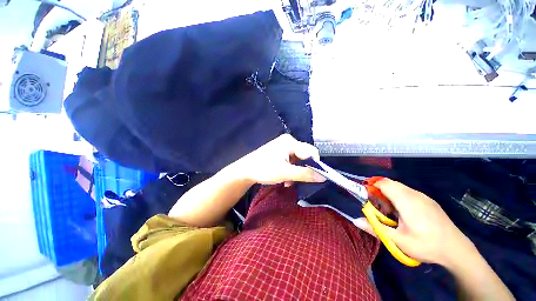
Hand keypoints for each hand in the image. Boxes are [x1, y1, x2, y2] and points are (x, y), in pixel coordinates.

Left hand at [229, 134, 325, 185]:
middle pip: (305, 156)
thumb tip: (323, 177)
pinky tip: (285, 179)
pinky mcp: (280, 153)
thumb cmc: (264, 169)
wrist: (245, 171)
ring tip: (288, 182)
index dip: (315, 165)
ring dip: (296, 172)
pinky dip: (291, 171)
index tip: (314, 178)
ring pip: (298, 160)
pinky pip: (292, 161)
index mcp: (290, 142)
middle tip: (298, 180)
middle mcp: (288, 142)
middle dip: (303, 170)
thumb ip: (305, 174)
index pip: (311, 152)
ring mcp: (284, 147)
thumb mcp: (285, 173)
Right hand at [355, 178, 472, 266]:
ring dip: (389, 194)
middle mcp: (415, 194)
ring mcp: (424, 197)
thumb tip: (355, 220)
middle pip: (391, 183)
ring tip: (389, 211)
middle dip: (379, 190)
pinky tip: (404, 212)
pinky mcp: (429, 201)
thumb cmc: (426, 245)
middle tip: (376, 206)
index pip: (384, 183)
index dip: (372, 186)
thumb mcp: (398, 240)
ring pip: (400, 187)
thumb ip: (375, 228)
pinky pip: (409, 192)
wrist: (457, 250)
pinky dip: (399, 196)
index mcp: (406, 201)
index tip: (366, 196)